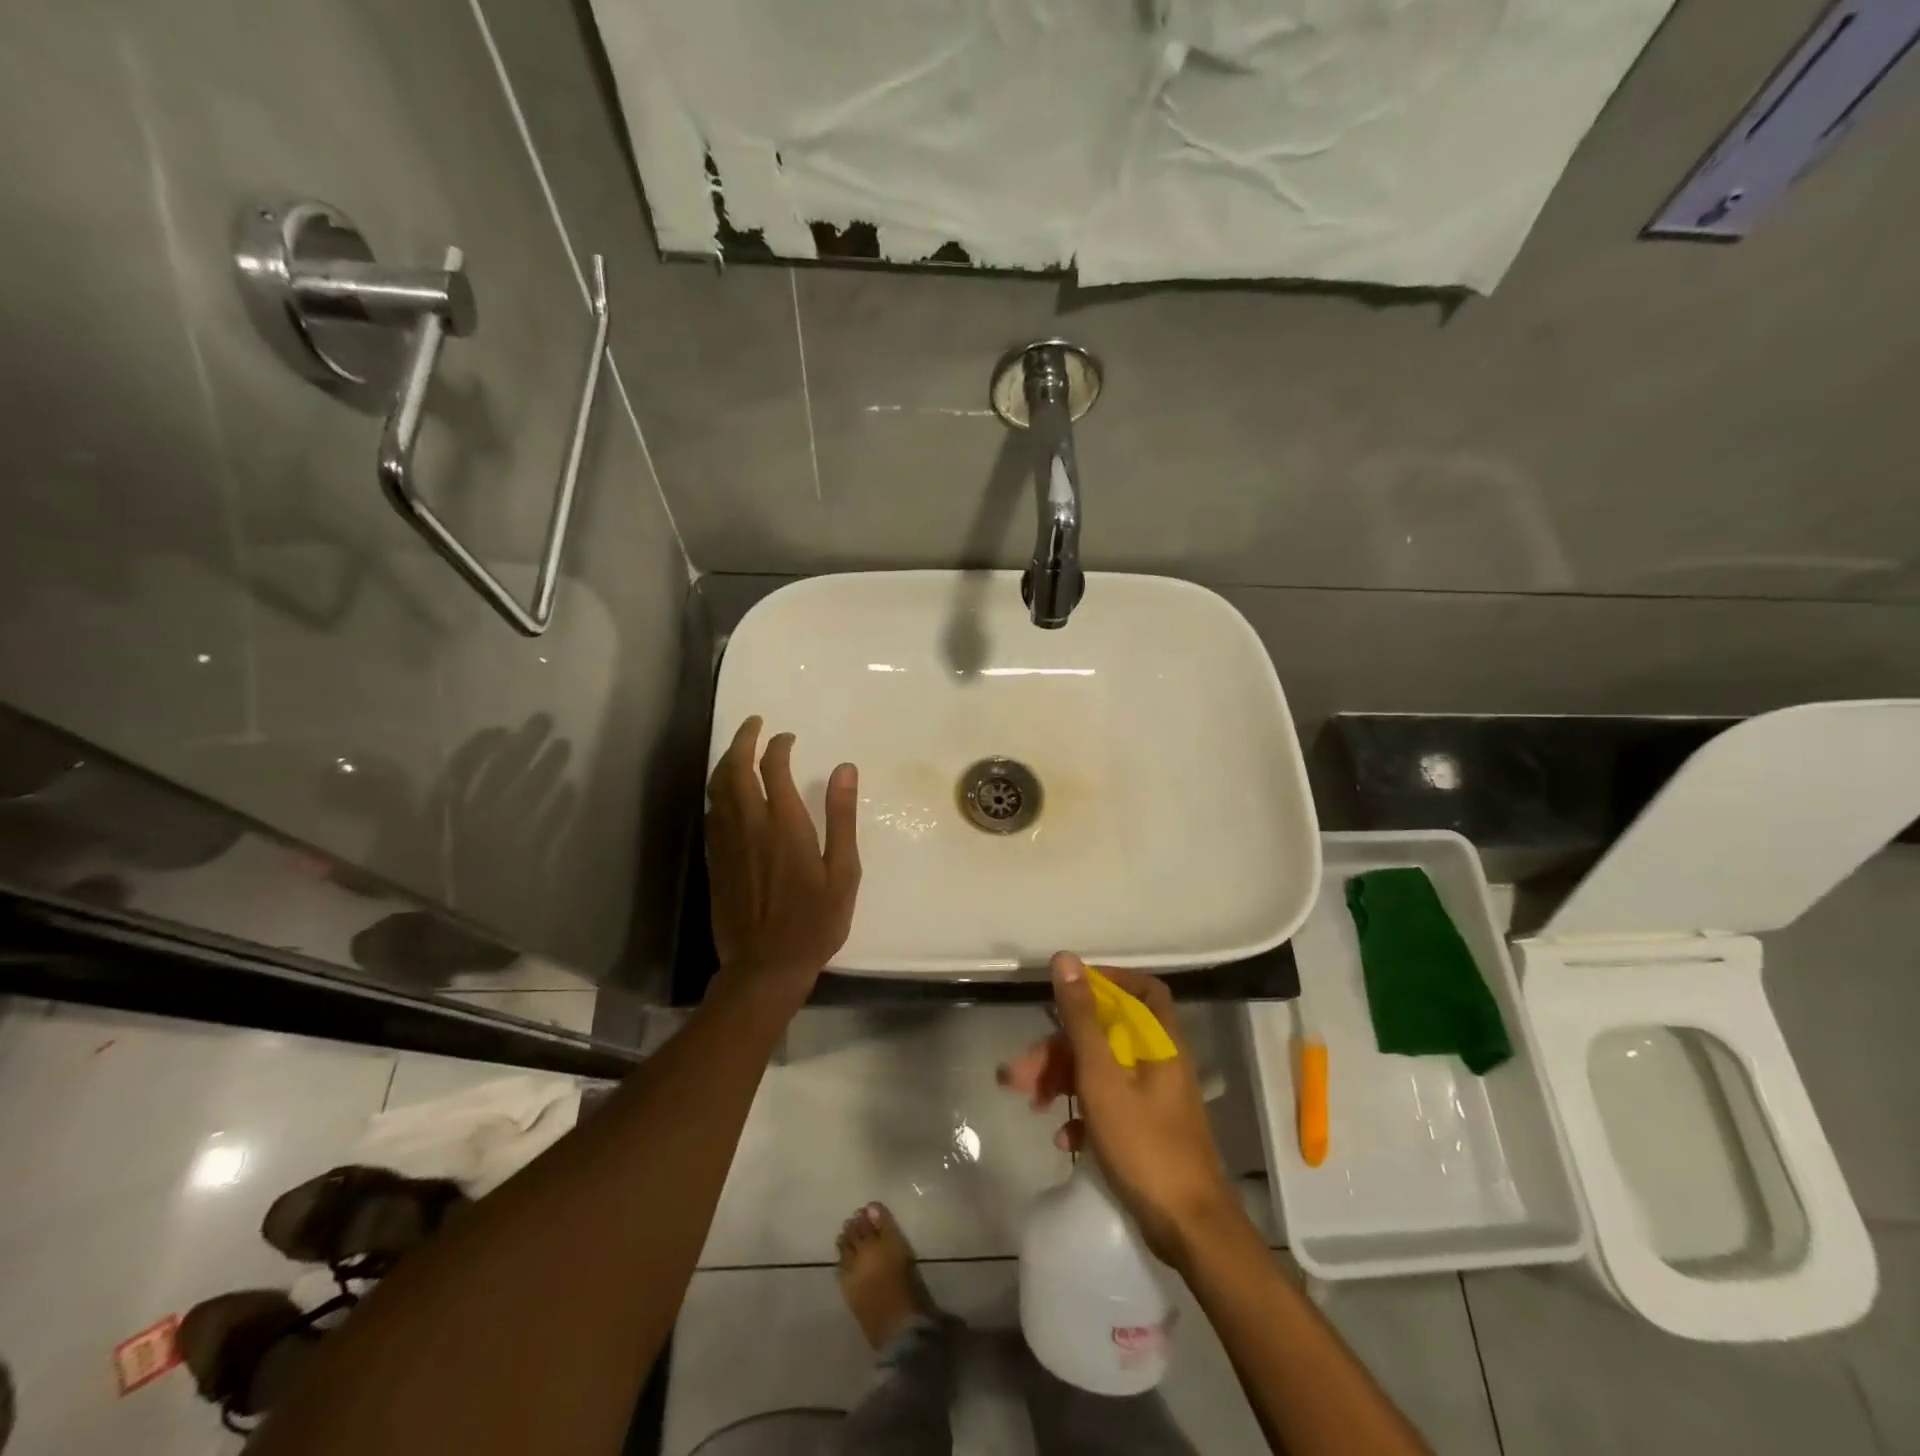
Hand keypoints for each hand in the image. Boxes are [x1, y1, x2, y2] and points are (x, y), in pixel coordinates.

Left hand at [705, 716, 859, 1006]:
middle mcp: (749, 825)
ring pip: (717, 788)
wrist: (765, 966)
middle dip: (743, 740)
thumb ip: (841, 817)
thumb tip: (845, 769)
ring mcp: (726, 843)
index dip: (778, 746)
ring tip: (740, 749)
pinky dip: (718, 791)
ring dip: (727, 761)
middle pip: (735, 769)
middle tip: (755, 724)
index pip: (773, 767)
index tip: (788, 738)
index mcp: (784, 825)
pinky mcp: (713, 860)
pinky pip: (711, 813)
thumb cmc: (814, 921)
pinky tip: (727, 793)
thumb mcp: (843, 871)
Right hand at [999, 953, 1238, 1266]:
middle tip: (1019, 1070)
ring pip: (1101, 1070)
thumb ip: (1081, 1018)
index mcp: (1157, 1041)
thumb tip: (1066, 959)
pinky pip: (1107, 1104)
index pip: (1139, 988)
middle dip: (1059, 1047)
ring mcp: (1153, 1097)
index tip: (1064, 992)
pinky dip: (1081, 1113)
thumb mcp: (1102, 1077)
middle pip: (1106, 1034)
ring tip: (1029, 1102)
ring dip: (1062, 1080)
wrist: (1189, 1230)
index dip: (1104, 982)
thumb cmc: (1144, 1145)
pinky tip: (1062, 1137)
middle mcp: (1159, 1061)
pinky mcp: (1146, 1129)